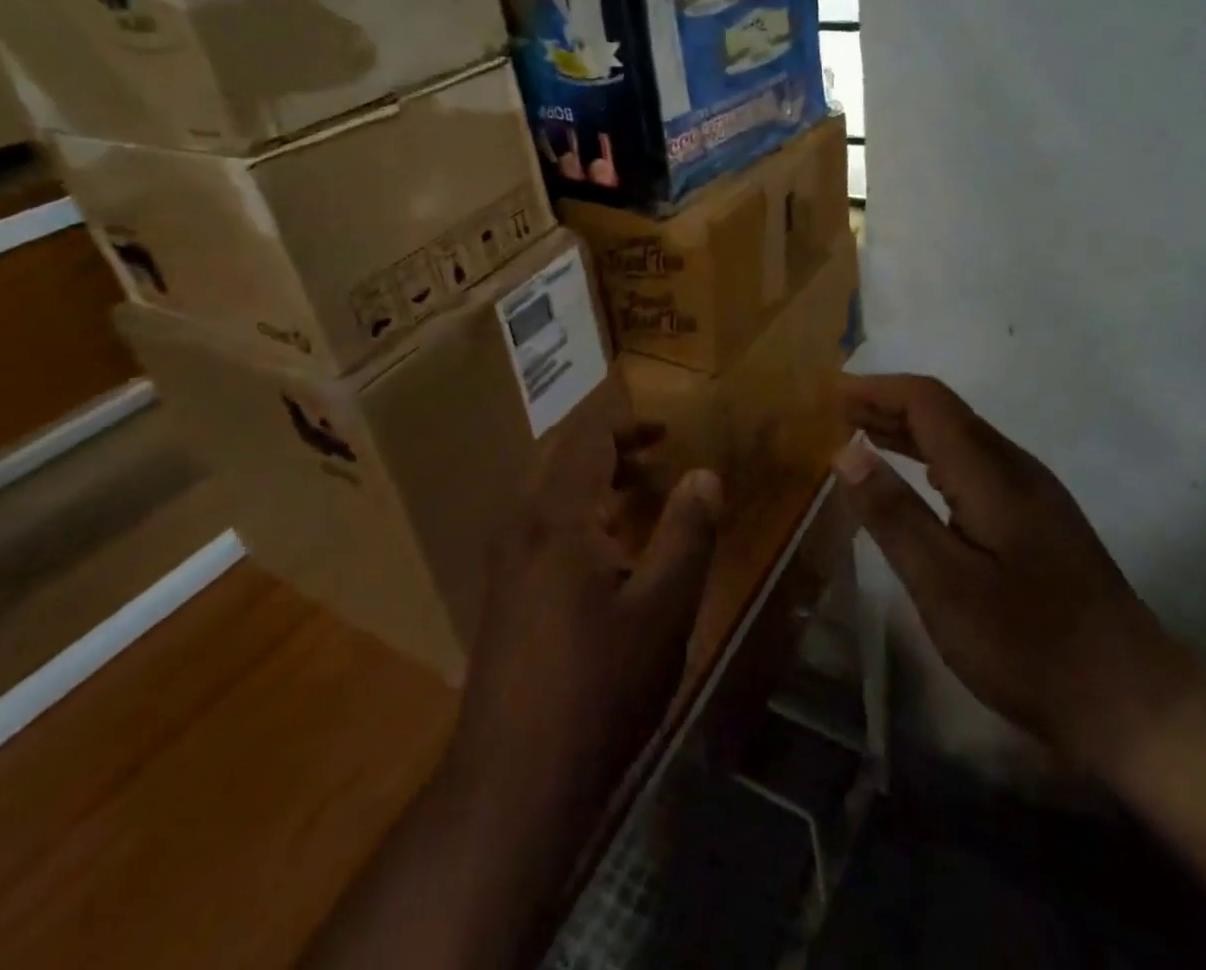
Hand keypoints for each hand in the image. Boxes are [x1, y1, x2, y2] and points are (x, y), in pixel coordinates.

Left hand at [447, 425, 722, 825]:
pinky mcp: (501, 589)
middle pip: (557, 452)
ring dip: (588, 475)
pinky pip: (536, 518)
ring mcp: (503, 557)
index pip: (586, 438)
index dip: (628, 425)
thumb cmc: (600, 687)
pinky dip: (572, 506)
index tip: (668, 433)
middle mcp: (520, 523)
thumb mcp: (664, 609)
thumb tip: (704, 474)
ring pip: (542, 486)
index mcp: (556, 516)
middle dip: (606, 443)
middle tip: (653, 454)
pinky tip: (603, 547)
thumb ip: (688, 533)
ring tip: (636, 493)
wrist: (514, 780)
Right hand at [836, 374, 1193, 776]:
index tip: (828, 392)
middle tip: (832, 412)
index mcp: (991, 472)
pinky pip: (973, 464)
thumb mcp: (945, 585)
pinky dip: (930, 456)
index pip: (927, 401)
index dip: (876, 388)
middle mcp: (1015, 466)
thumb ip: (894, 513)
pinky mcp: (1038, 519)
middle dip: (885, 403)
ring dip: (907, 428)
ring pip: (960, 437)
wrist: (1134, 703)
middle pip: (944, 412)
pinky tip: (914, 479)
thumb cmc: (1029, 646)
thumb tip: (845, 449)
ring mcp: (1032, 492)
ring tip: (858, 434)